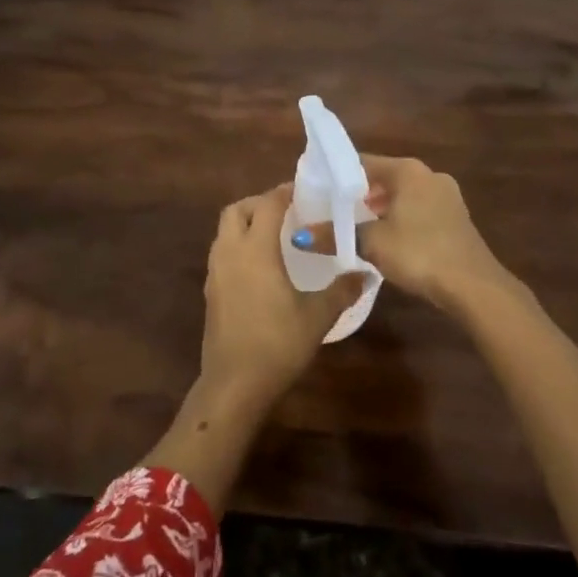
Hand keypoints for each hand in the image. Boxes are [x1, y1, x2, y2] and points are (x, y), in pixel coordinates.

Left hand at [199, 185, 362, 409]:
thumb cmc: (277, 344)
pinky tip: (261, 267)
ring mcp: (215, 272)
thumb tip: (367, 273)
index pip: (267, 204)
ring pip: (225, 231)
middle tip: (287, 212)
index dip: (284, 193)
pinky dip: (239, 246)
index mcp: (255, 249)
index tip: (304, 192)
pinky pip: (222, 252)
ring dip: (246, 223)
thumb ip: (342, 290)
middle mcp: (230, 252)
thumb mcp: (317, 316)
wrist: (233, 384)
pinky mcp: (210, 291)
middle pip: (236, 210)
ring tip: (275, 236)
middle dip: (259, 203)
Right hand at [296, 156, 512, 315]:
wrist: (474, 286)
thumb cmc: (419, 252)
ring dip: (380, 209)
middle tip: (332, 212)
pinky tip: (387, 240)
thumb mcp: (371, 244)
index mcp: (408, 170)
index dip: (338, 175)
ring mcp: (447, 196)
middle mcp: (429, 175)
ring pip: (403, 195)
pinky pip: (419, 210)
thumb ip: (335, 235)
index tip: (318, 190)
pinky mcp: (456, 218)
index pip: (363, 162)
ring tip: (355, 228)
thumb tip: (299, 236)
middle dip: (359, 194)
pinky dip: (400, 219)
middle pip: (384, 178)